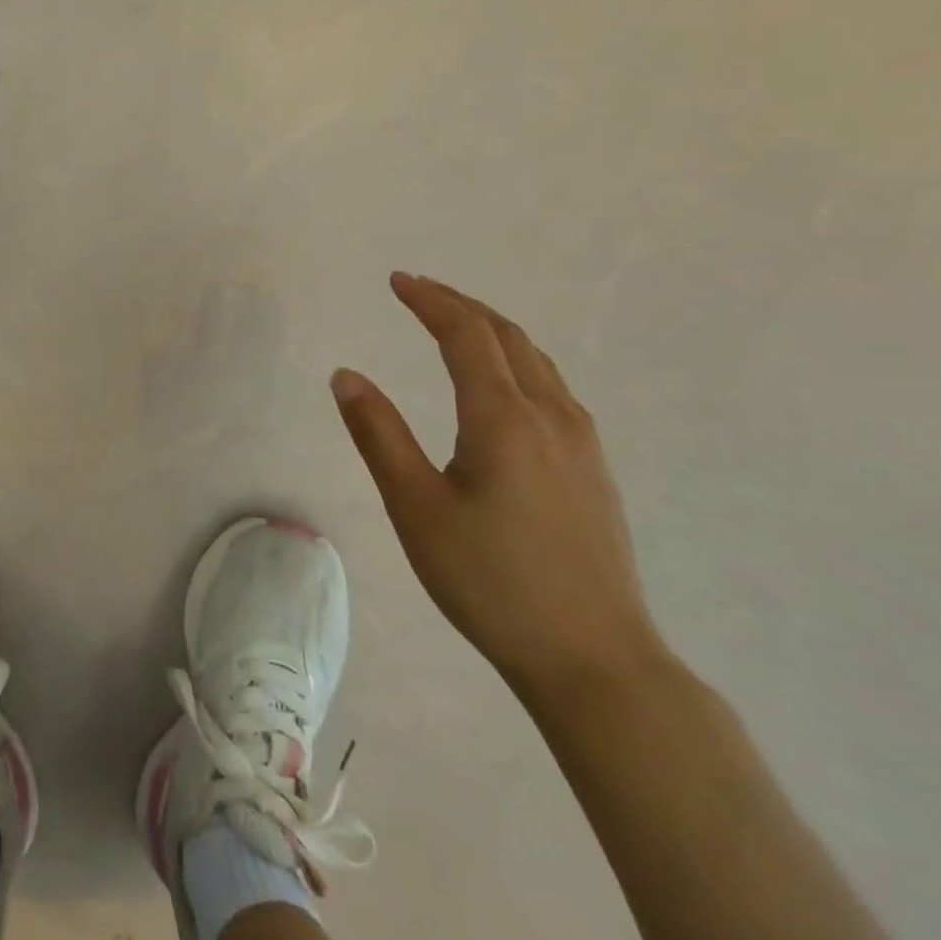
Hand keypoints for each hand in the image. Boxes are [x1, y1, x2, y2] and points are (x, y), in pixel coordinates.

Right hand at [331, 273, 664, 699]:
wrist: (594, 660)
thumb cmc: (489, 579)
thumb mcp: (415, 506)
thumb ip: (378, 433)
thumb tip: (346, 374)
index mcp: (504, 419)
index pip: (465, 336)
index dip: (430, 301)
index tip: (397, 280)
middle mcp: (551, 418)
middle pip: (508, 338)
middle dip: (462, 306)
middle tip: (420, 290)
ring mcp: (582, 445)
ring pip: (538, 363)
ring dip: (493, 331)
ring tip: (456, 324)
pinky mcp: (593, 472)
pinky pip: (554, 389)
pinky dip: (518, 361)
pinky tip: (505, 385)